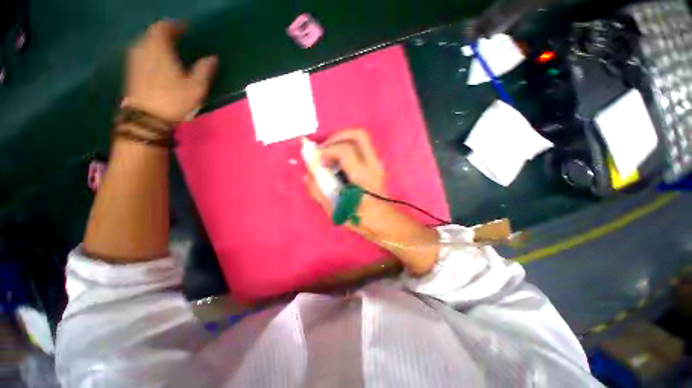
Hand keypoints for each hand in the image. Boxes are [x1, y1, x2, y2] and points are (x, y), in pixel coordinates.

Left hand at [123, 20, 217, 122]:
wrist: (148, 117)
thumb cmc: (174, 100)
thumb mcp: (196, 87)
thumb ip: (204, 70)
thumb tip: (213, 58)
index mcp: (160, 49)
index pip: (164, 27)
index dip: (175, 25)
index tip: (186, 27)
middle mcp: (144, 49)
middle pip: (152, 32)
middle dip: (165, 32)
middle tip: (178, 37)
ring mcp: (135, 59)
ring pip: (145, 41)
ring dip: (156, 41)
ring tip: (168, 46)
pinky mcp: (132, 69)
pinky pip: (141, 51)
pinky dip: (150, 50)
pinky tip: (157, 58)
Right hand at [304, 129, 391, 230]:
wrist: (384, 221)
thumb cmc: (362, 219)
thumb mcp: (336, 211)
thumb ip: (319, 192)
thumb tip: (308, 176)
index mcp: (363, 178)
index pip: (345, 151)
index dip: (327, 150)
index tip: (317, 160)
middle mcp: (373, 165)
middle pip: (359, 134)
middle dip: (337, 136)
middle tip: (324, 149)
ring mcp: (377, 163)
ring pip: (361, 138)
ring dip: (341, 140)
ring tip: (329, 154)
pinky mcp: (376, 164)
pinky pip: (361, 146)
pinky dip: (346, 146)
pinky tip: (338, 161)